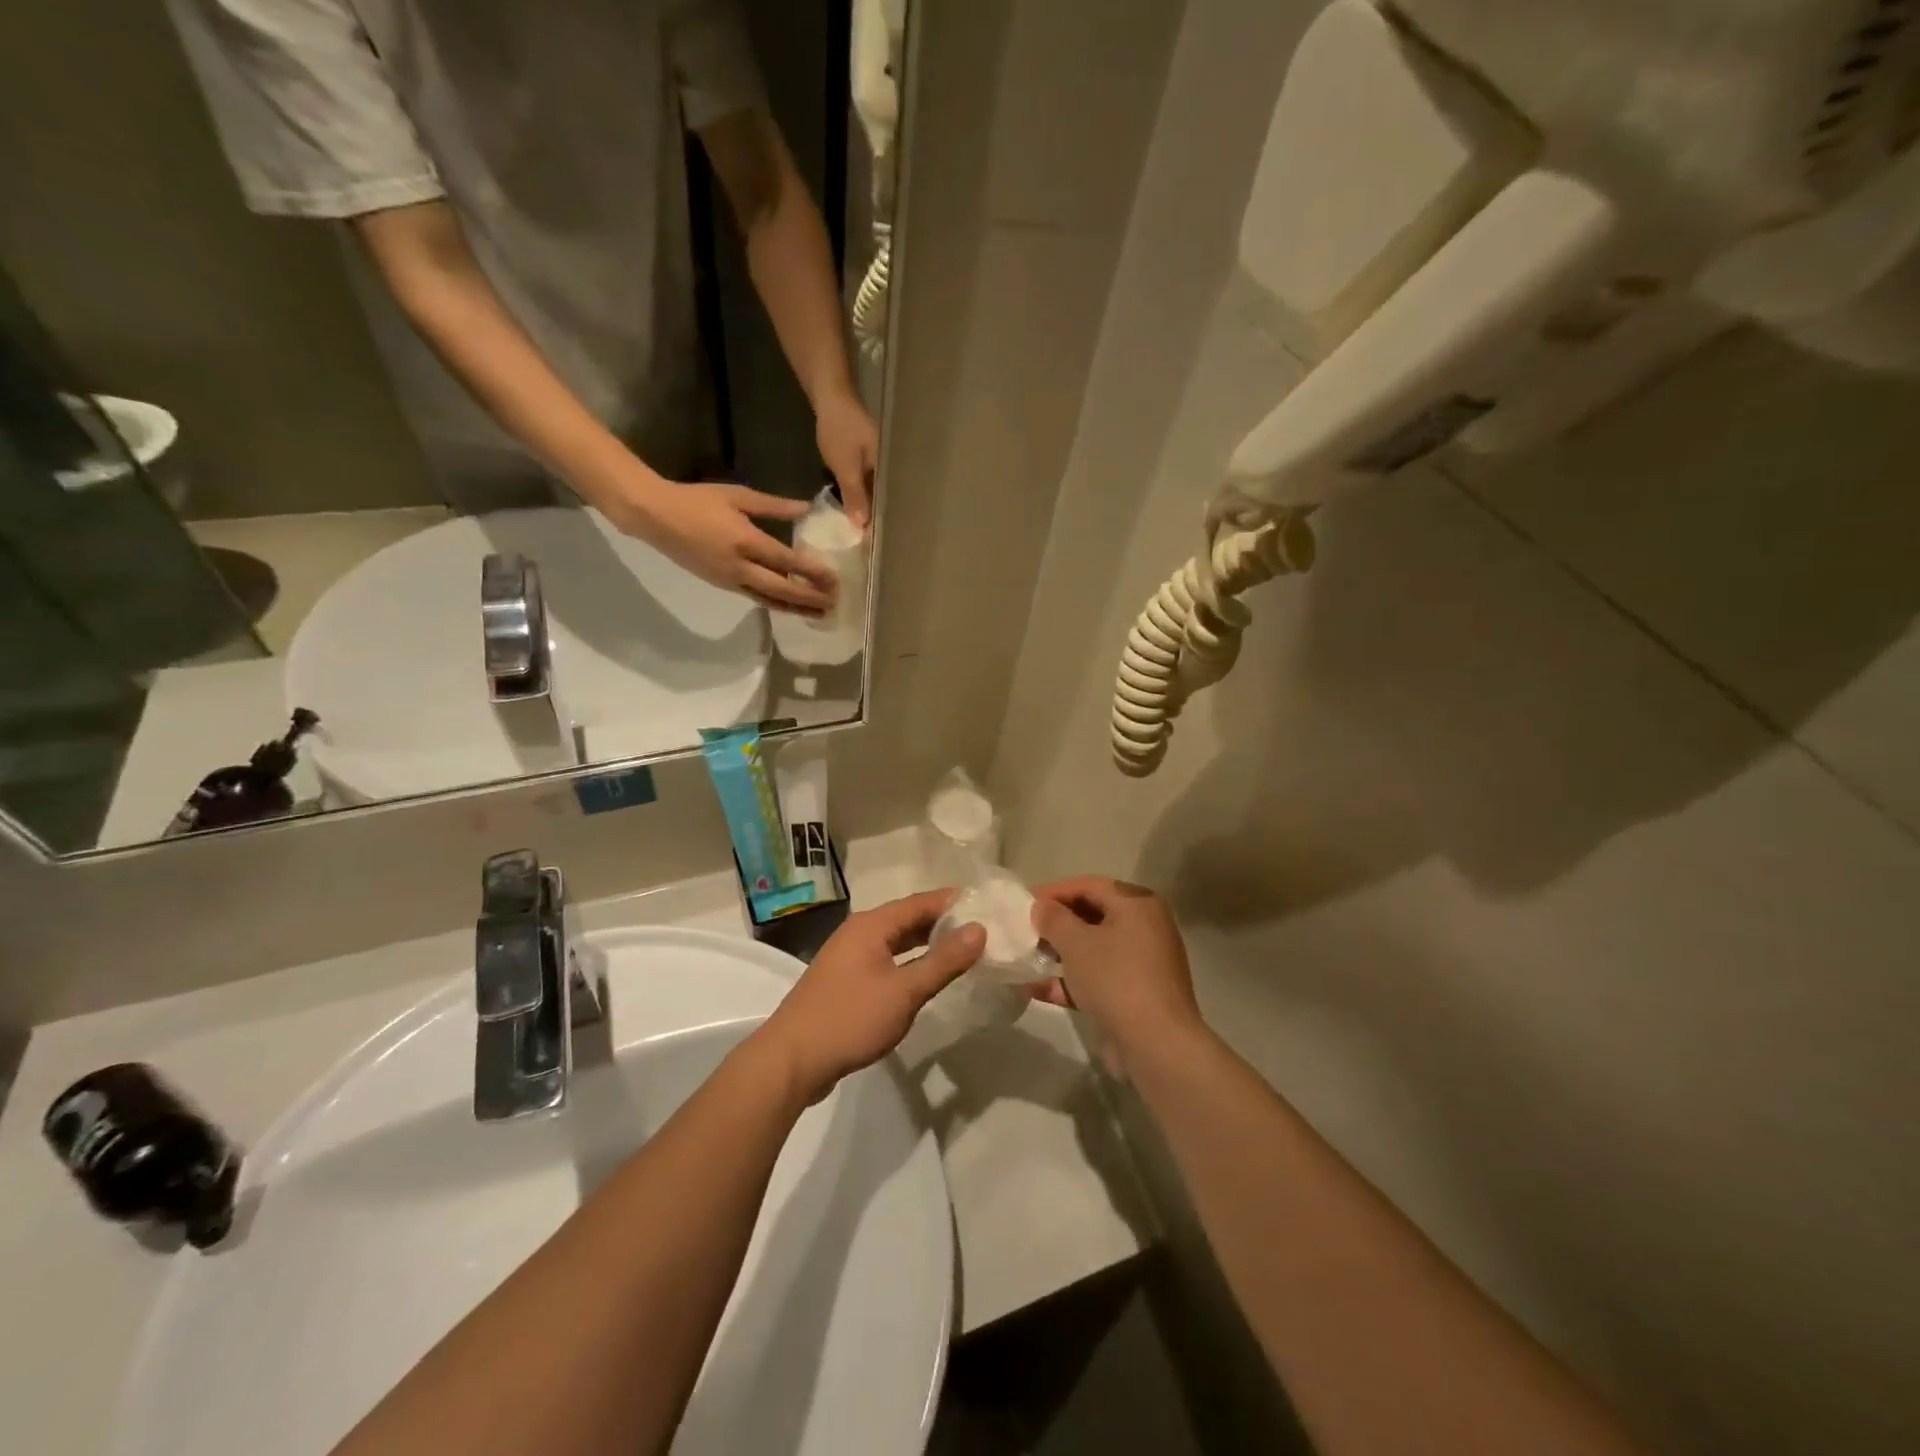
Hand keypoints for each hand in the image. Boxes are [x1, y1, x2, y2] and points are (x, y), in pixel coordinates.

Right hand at [611, 474, 838, 614]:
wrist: (655, 516)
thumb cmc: (697, 500)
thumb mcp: (739, 496)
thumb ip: (774, 506)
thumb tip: (805, 508)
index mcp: (746, 540)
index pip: (787, 561)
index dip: (812, 572)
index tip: (834, 580)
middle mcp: (740, 566)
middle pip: (782, 588)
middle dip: (809, 598)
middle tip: (834, 604)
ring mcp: (730, 579)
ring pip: (769, 599)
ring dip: (796, 608)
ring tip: (820, 615)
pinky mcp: (722, 585)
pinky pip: (755, 598)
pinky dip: (776, 604)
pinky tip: (791, 607)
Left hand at [755, 891, 985, 1102]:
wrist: (792, 1060)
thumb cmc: (850, 1019)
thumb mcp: (905, 992)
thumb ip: (943, 961)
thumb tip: (979, 930)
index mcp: (872, 925)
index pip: (920, 902)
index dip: (953, 902)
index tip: (986, 905)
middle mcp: (859, 933)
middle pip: (907, 919)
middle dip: (942, 923)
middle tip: (981, 930)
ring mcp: (849, 957)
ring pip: (896, 941)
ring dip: (926, 944)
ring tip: (962, 951)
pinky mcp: (845, 981)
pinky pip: (886, 960)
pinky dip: (909, 962)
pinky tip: (925, 977)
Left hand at [814, 386, 877, 528]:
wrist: (829, 395)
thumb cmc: (840, 430)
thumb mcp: (846, 467)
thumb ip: (855, 496)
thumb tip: (862, 526)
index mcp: (890, 469)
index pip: (889, 503)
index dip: (880, 522)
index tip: (872, 544)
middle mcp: (888, 466)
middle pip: (883, 498)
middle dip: (874, 518)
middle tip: (865, 542)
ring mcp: (877, 461)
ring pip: (873, 490)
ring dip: (865, 506)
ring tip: (859, 530)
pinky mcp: (864, 457)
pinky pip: (864, 481)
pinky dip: (858, 493)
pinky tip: (852, 506)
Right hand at [1030, 878, 1204, 1064]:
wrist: (1156, 1044)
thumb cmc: (1115, 978)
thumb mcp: (1076, 943)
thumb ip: (1053, 919)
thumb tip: (1041, 907)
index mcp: (1137, 904)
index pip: (1090, 885)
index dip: (1054, 892)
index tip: (1024, 903)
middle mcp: (1145, 927)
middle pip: (1093, 916)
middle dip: (1056, 924)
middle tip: (1025, 931)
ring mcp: (1142, 963)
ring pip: (1094, 949)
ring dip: (1061, 953)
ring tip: (1027, 959)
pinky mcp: (1136, 994)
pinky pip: (1099, 977)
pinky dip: (1072, 981)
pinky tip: (1038, 989)